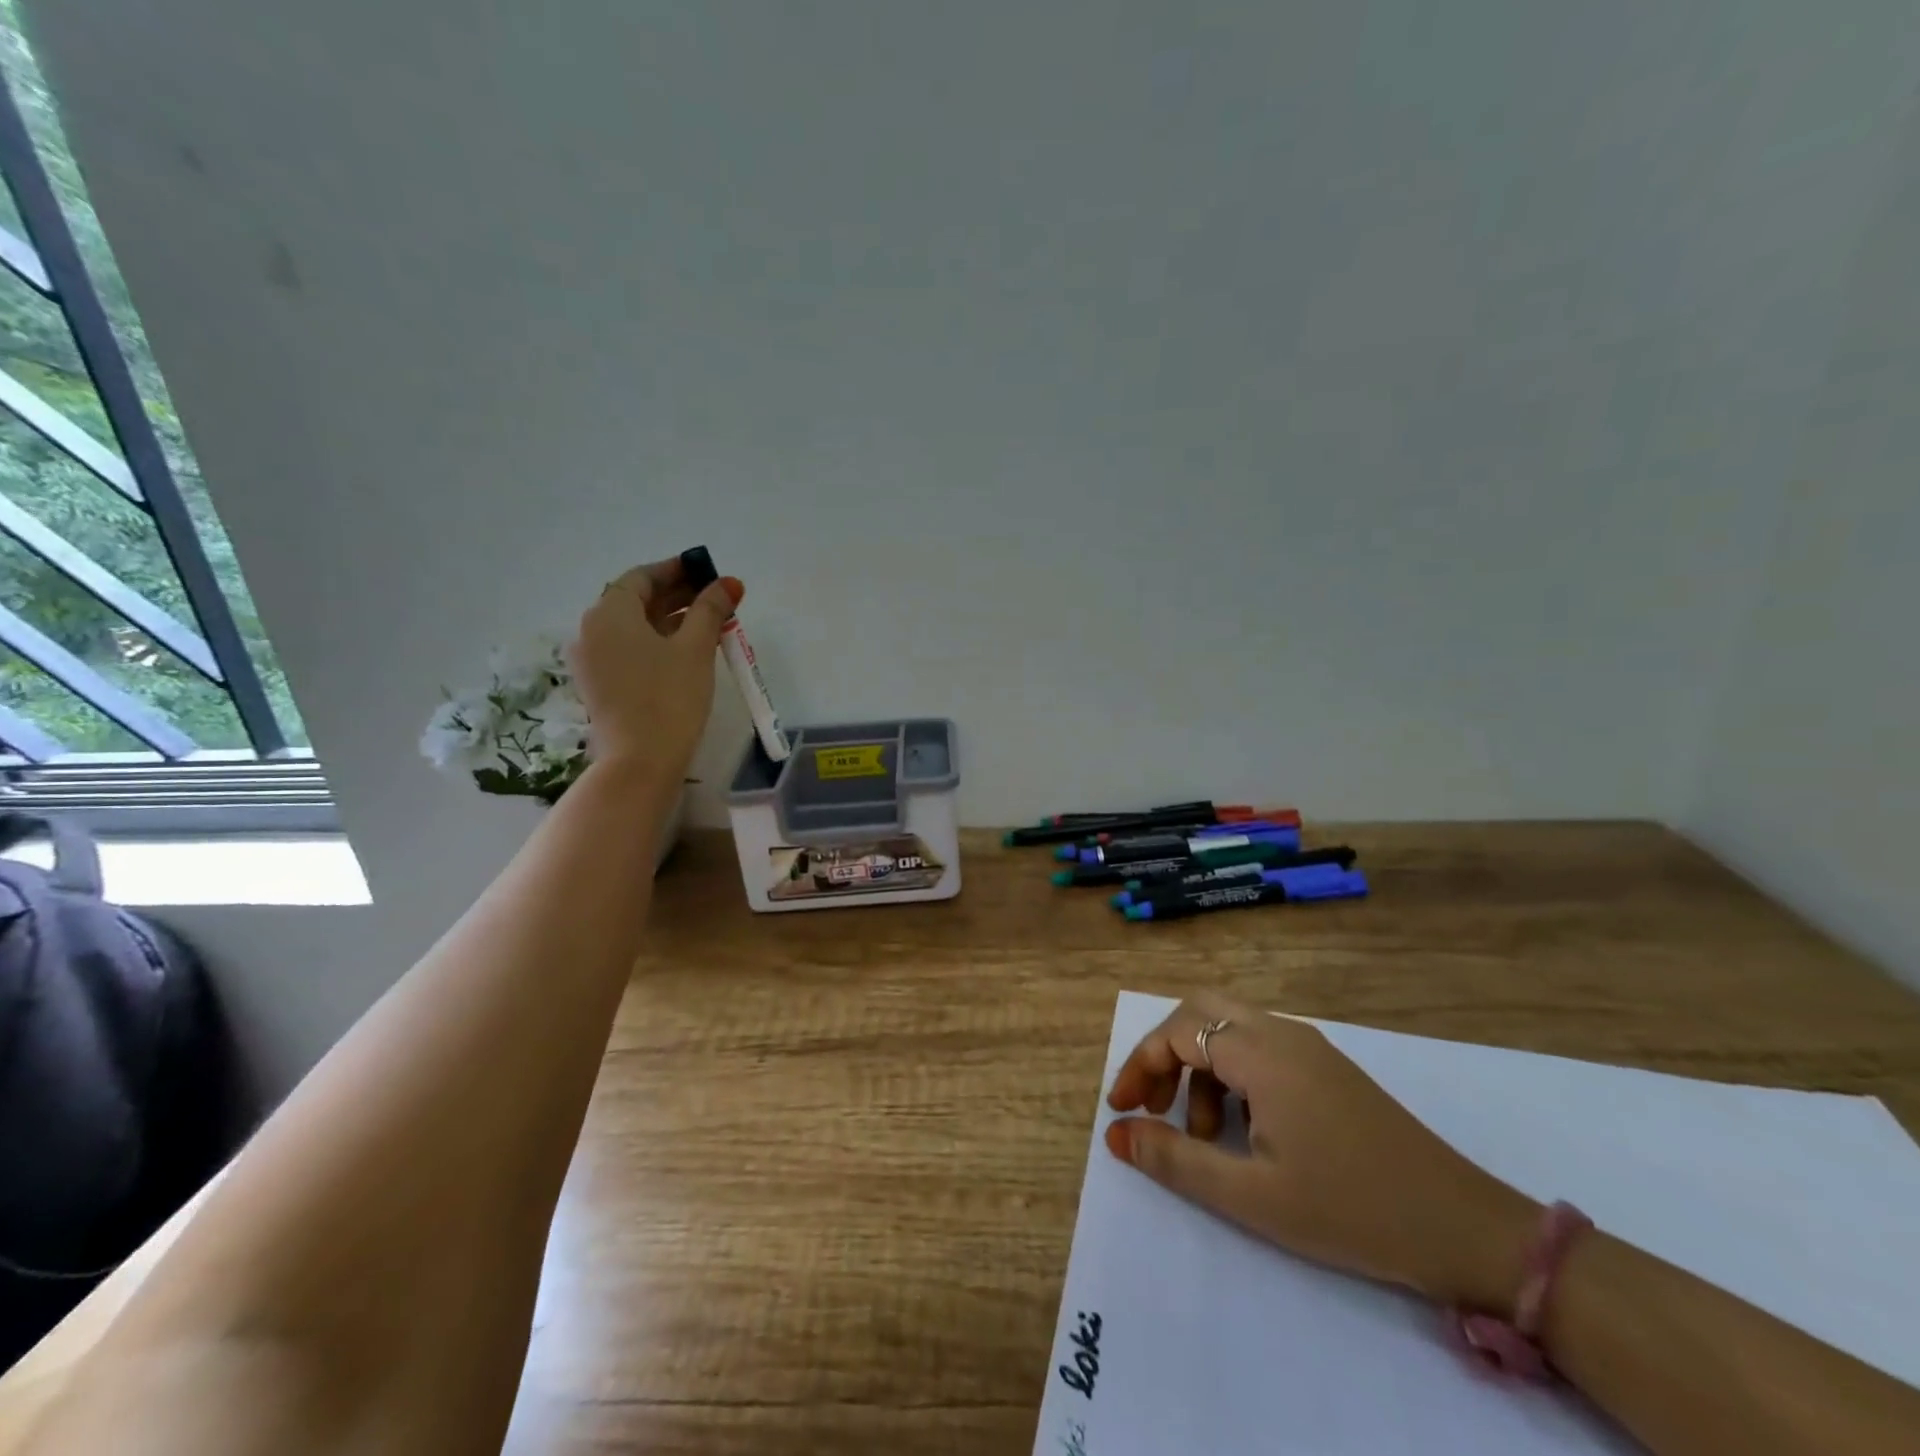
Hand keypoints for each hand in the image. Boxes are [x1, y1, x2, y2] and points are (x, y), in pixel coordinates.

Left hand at [568, 558, 742, 777]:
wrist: (640, 761)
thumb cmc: (669, 697)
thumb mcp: (695, 648)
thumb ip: (711, 610)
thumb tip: (729, 582)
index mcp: (609, 614)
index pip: (641, 578)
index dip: (675, 570)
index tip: (705, 571)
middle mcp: (592, 631)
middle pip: (635, 601)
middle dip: (676, 595)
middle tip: (714, 597)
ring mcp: (593, 661)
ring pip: (633, 628)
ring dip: (669, 620)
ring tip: (708, 623)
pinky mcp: (601, 685)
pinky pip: (629, 650)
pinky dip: (656, 642)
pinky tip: (686, 650)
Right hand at [1106, 993, 1539, 1314]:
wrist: (1465, 1228)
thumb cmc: (1351, 1210)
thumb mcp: (1252, 1196)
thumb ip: (1176, 1160)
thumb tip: (1116, 1135)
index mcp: (1262, 1052)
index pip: (1178, 1031)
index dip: (1139, 1065)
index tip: (1120, 1112)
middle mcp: (1283, 1033)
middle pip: (1201, 1010)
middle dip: (1165, 1051)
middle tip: (1152, 1104)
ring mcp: (1310, 1047)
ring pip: (1230, 1028)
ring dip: (1200, 1067)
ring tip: (1205, 1135)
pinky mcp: (1328, 1068)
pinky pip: (1260, 1047)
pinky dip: (1232, 1074)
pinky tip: (1245, 1129)